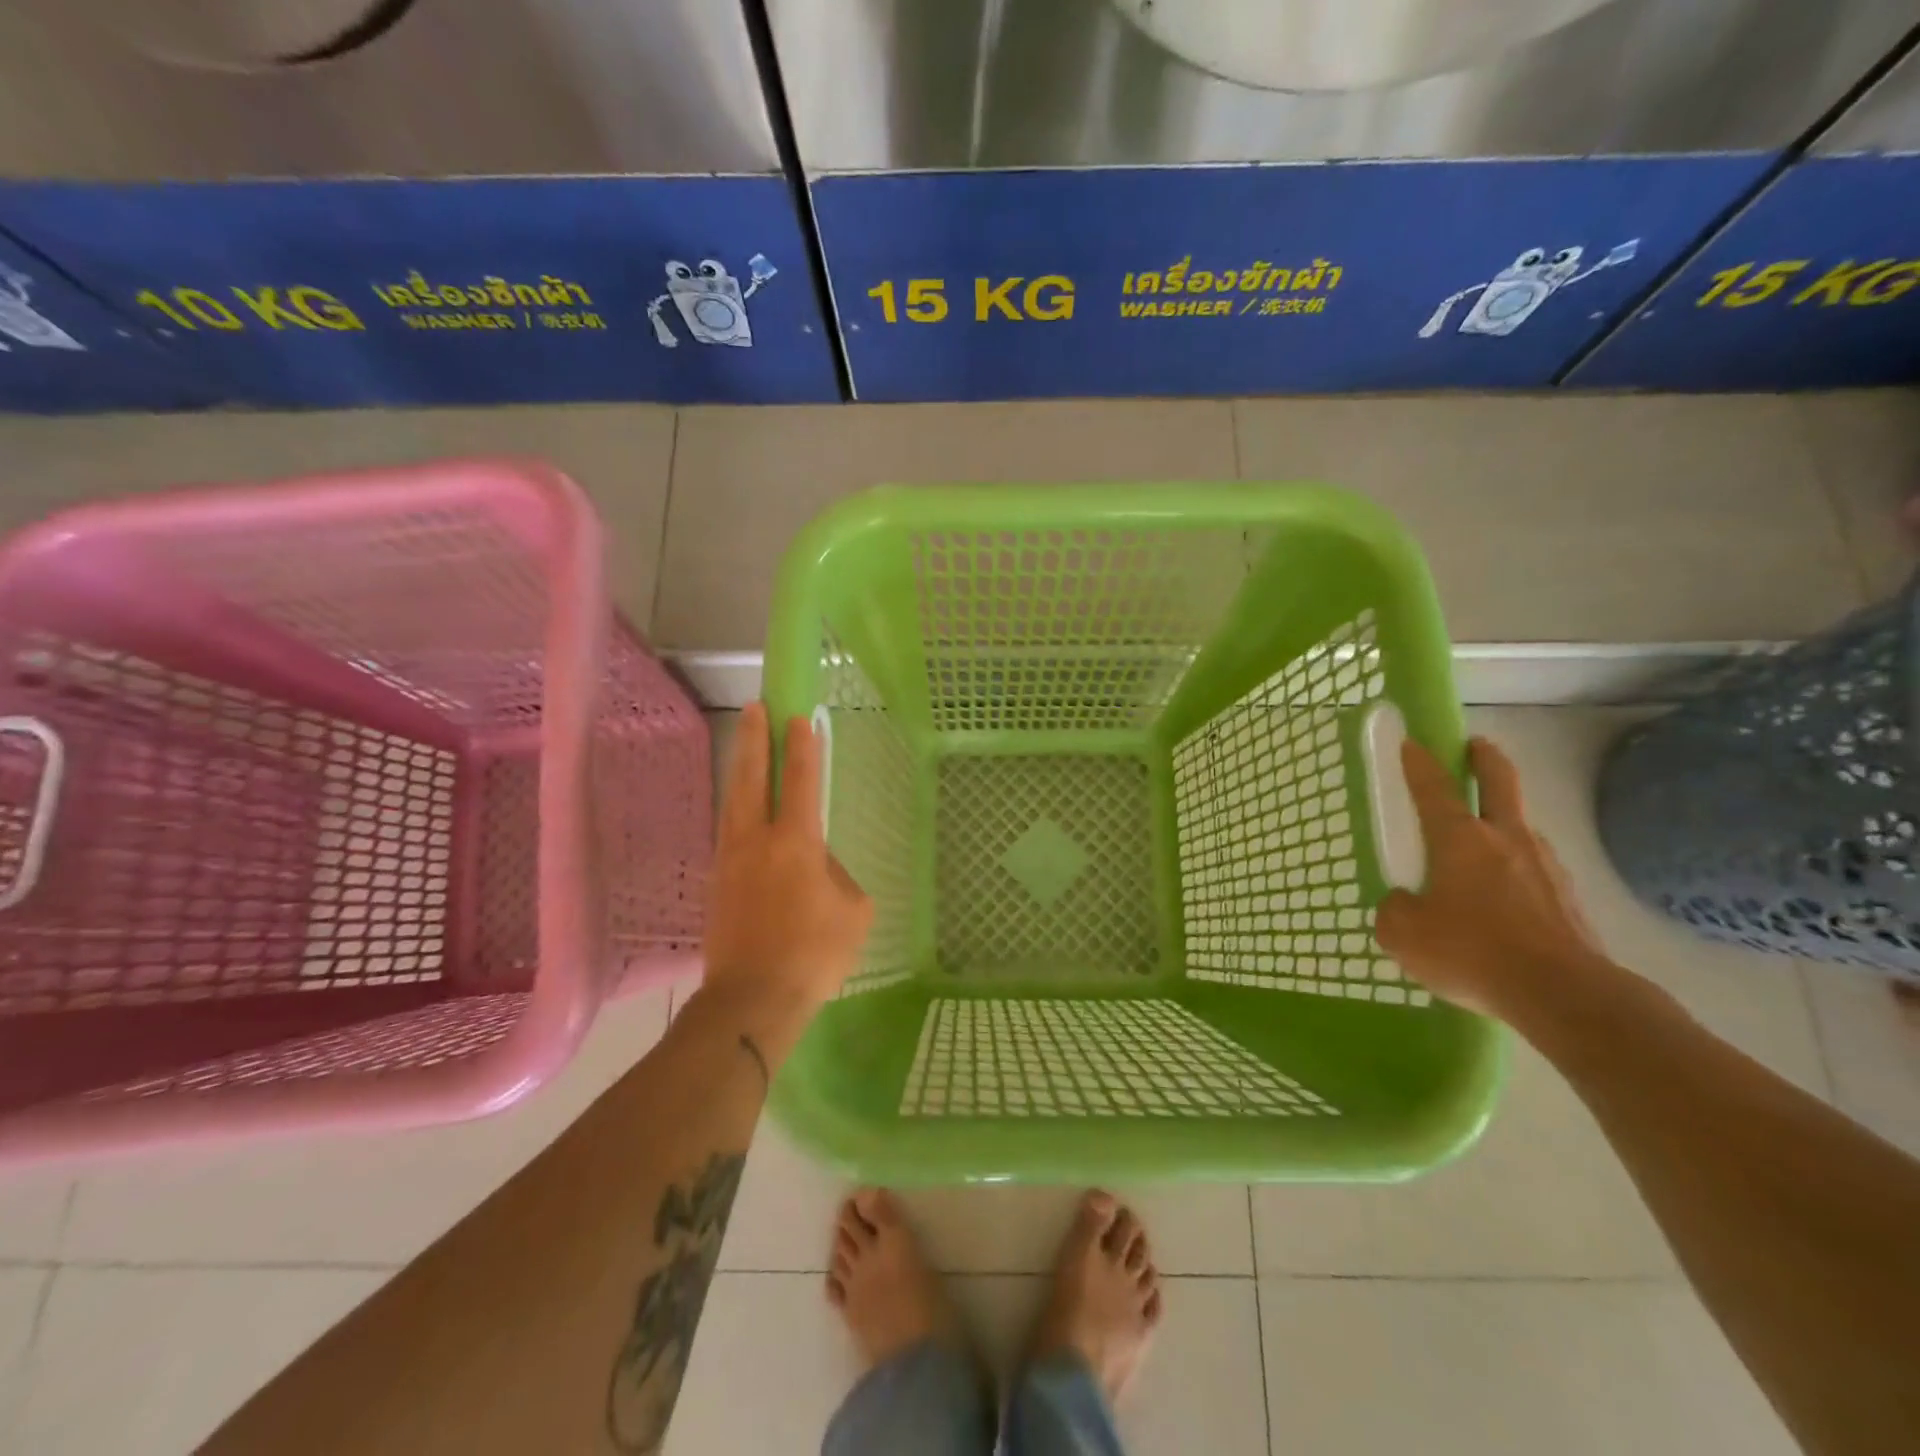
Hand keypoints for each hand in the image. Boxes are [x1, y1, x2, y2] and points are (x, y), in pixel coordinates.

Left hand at [702, 702, 873, 1018]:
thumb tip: (819, 865)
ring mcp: (730, 861)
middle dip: (754, 739)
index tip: (798, 717)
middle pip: (751, 778)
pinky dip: (737, 809)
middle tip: (754, 708)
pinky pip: (729, 833)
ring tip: (743, 746)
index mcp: (795, 842)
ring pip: (733, 802)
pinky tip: (743, 812)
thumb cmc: (813, 954)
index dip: (801, 748)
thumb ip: (838, 876)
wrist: (752, 999)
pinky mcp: (717, 884)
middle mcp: (756, 841)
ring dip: (739, 769)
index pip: (800, 782)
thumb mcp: (854, 912)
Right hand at [1374, 736, 1606, 1020]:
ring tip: (1481, 847)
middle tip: (1475, 746)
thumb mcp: (1403, 935)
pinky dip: (1517, 870)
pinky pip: (1534, 870)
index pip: (1433, 787)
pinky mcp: (1569, 898)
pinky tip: (1505, 901)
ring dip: (1503, 822)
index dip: (1419, 762)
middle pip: (1499, 782)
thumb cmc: (1473, 952)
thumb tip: (1403, 902)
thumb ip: (1394, 909)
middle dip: (1484, 758)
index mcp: (1460, 839)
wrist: (1565, 995)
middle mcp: (1505, 839)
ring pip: (1521, 827)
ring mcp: (1545, 866)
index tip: (1412, 741)